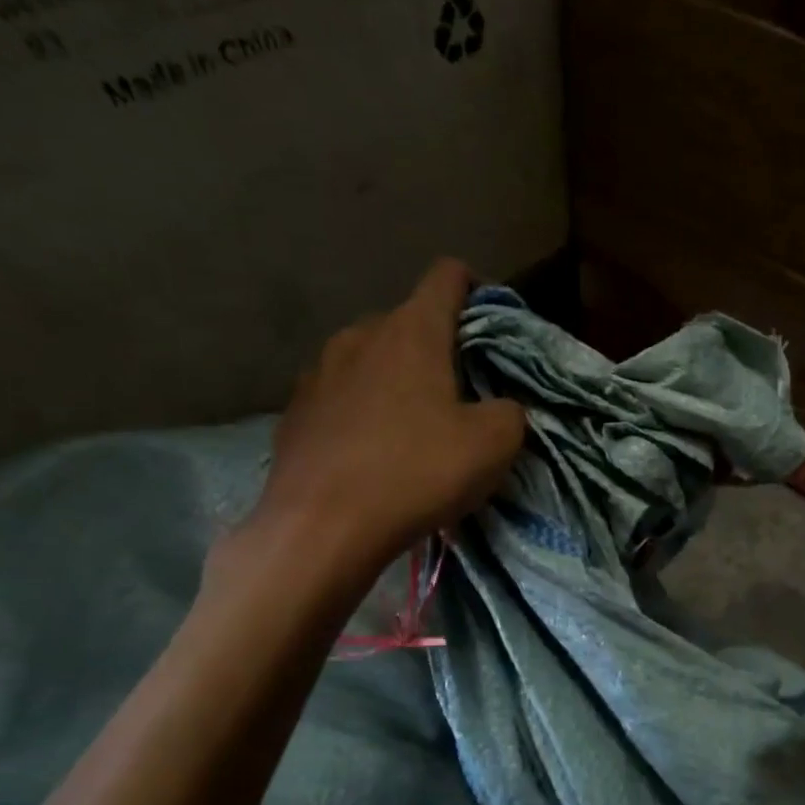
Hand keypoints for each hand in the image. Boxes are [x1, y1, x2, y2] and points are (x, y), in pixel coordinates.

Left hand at [252, 259, 525, 569]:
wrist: (320, 529)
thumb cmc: (417, 472)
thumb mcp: (494, 444)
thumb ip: (510, 411)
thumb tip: (498, 408)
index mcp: (412, 331)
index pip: (447, 276)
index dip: (477, 288)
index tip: (492, 324)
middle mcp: (360, 336)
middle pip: (409, 321)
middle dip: (439, 346)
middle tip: (462, 391)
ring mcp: (319, 371)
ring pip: (371, 358)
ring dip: (398, 378)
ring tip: (414, 424)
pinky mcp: (295, 411)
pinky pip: (341, 394)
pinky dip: (364, 410)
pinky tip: (372, 451)